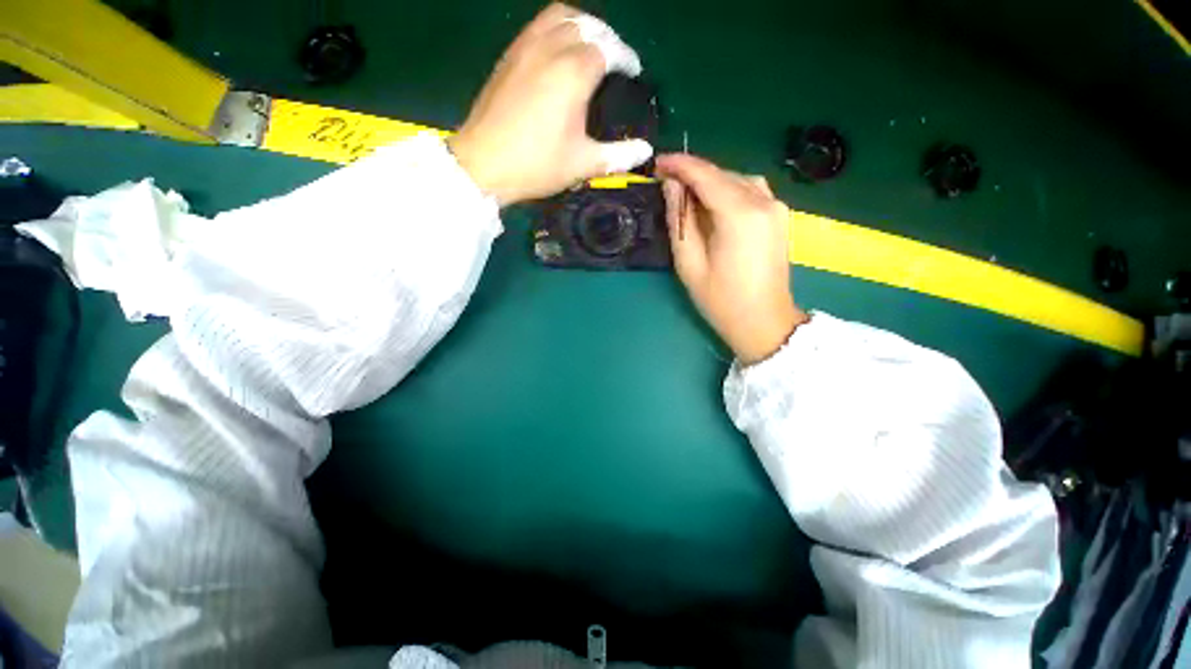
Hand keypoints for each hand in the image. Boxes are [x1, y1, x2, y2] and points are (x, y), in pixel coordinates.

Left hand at [448, 4, 653, 206]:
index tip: (633, 72)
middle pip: (587, 25)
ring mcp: (525, 48)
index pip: (608, 49)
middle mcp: (550, 48)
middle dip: (607, 38)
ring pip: (559, 17)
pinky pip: (537, 26)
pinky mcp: (508, 56)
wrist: (483, 165)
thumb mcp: (582, 164)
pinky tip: (559, 51)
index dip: (625, 58)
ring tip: (589, 47)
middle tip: (614, 60)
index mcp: (573, 73)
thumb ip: (618, 155)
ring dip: (581, 25)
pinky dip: (556, 29)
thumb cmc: (536, 166)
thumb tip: (645, 151)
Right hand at [657, 154, 808, 364]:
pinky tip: (713, 205)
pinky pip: (750, 190)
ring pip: (736, 179)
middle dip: (692, 174)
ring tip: (686, 195)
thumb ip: (679, 221)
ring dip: (709, 182)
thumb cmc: (721, 299)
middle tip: (666, 182)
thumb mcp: (689, 263)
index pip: (705, 175)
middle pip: (722, 174)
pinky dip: (727, 190)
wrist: (763, 321)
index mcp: (739, 214)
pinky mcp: (779, 215)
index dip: (679, 165)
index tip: (657, 163)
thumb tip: (672, 187)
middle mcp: (763, 201)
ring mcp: (776, 207)